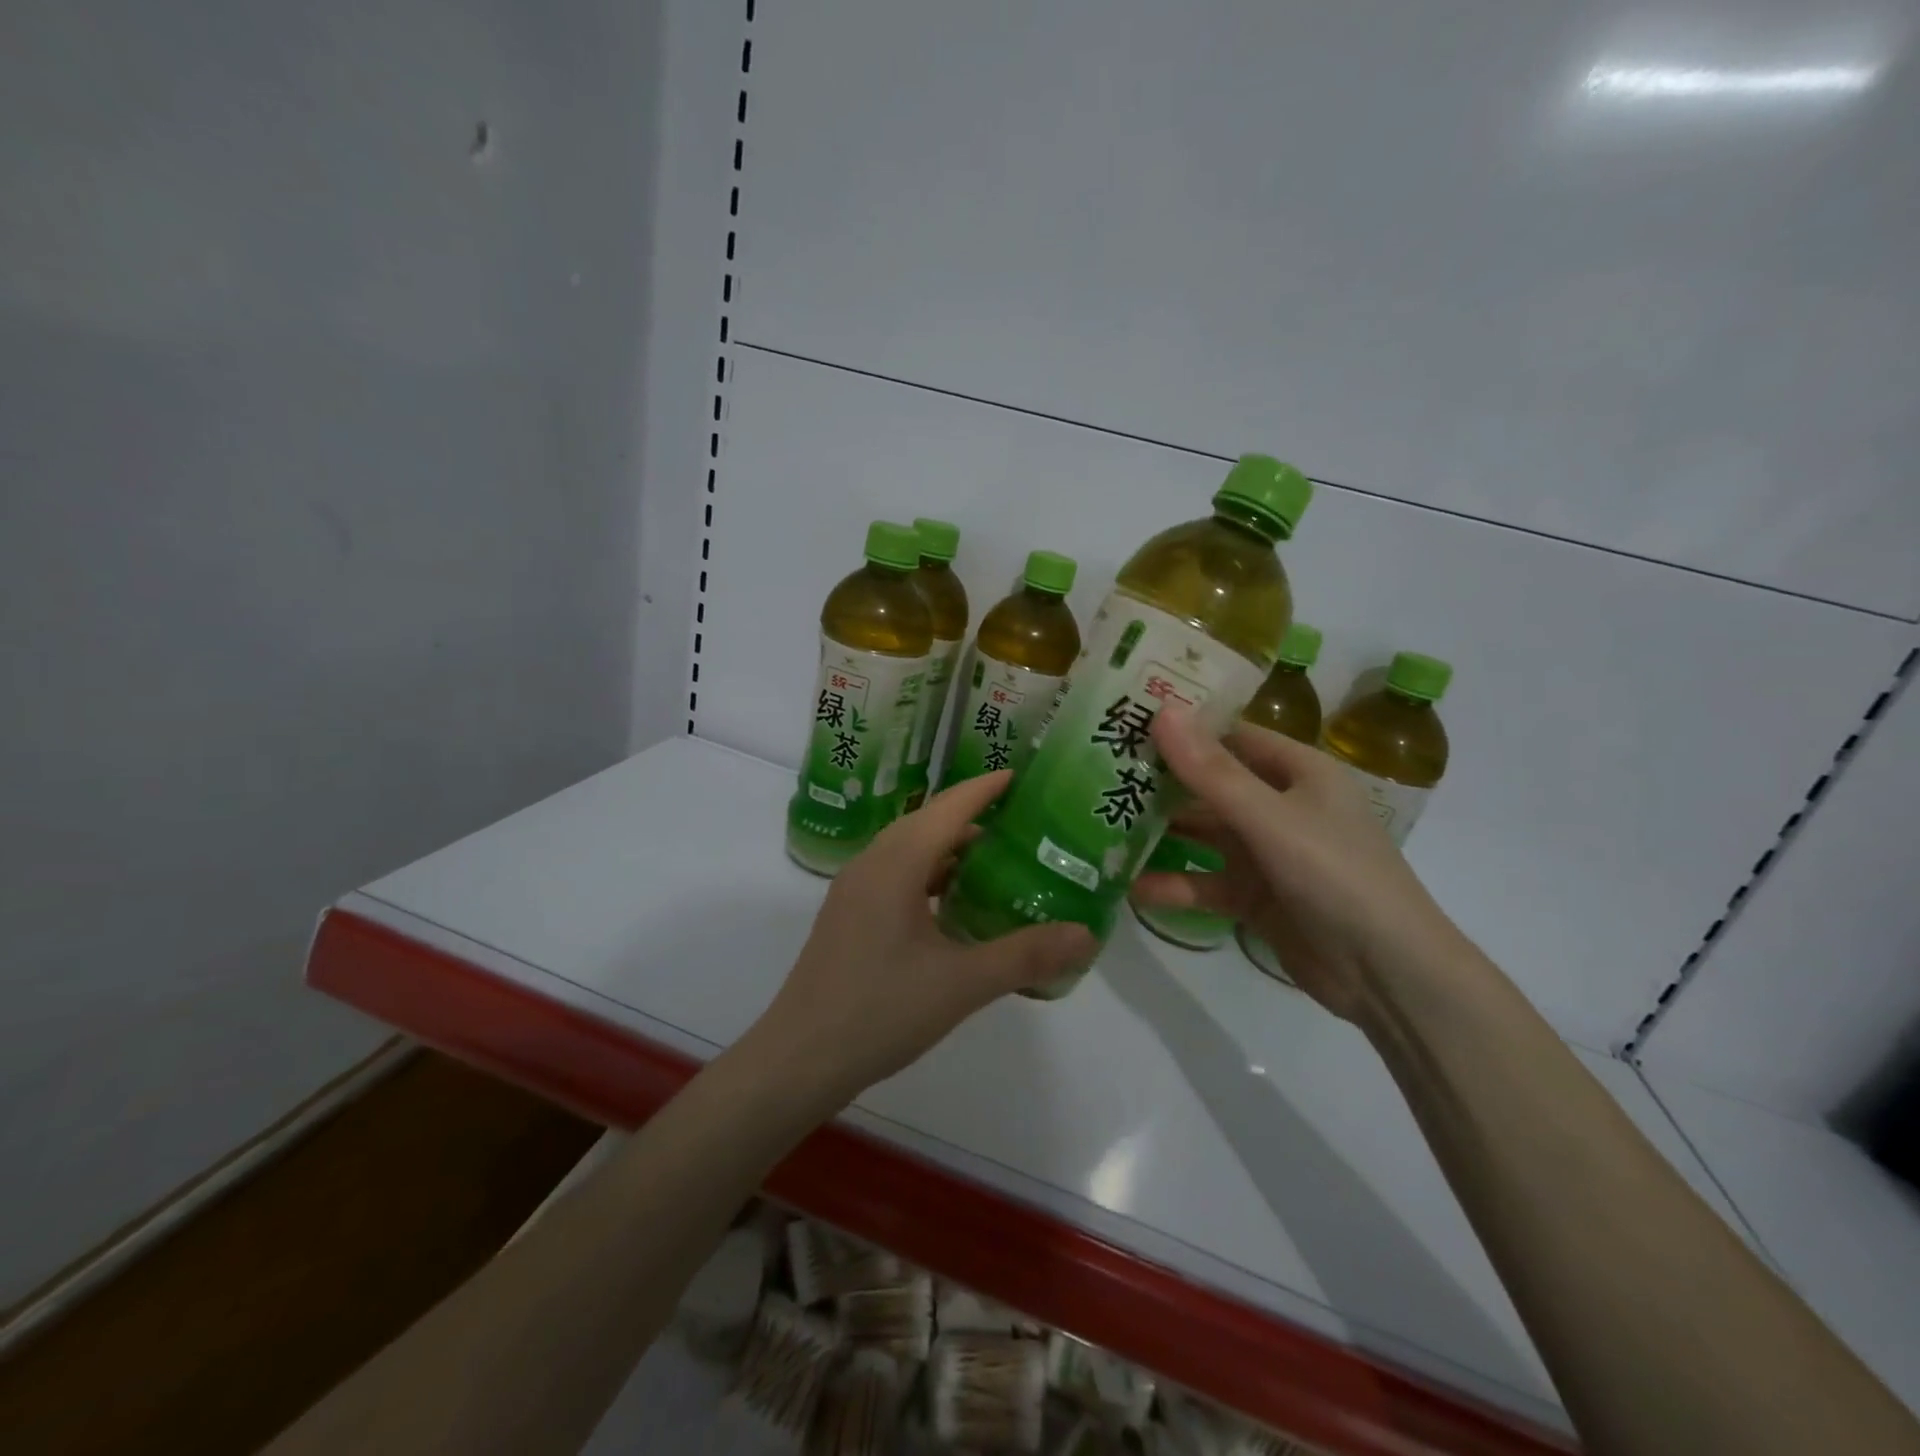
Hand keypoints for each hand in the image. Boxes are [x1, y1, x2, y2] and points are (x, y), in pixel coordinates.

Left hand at [747, 772, 1093, 1105]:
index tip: (1021, 776)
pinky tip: (954, 905)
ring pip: (908, 850)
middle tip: (1021, 821)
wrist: (800, 1059)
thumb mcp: (962, 984)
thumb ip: (1025, 955)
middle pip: (927, 822)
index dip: (984, 789)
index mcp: (895, 864)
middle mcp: (871, 864)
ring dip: (949, 848)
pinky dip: (929, 875)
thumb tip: (1086, 934)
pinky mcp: (848, 916)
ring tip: (996, 859)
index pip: (948, 808)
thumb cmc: (881, 1011)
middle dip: (972, 815)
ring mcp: (854, 891)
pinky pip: (895, 876)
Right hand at [1131, 706, 1473, 1022]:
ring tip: (1103, 826)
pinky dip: (1175, 884)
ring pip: (1204, 834)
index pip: (1232, 736)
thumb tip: (1162, 712)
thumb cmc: (1337, 876)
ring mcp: (1268, 854)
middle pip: (1211, 785)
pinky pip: (1207, 882)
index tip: (1128, 722)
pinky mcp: (1256, 897)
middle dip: (1162, 782)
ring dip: (1162, 833)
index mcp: (1299, 772)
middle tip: (1100, 773)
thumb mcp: (1271, 819)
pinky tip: (1132, 888)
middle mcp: (1282, 806)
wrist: (1388, 975)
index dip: (1184, 728)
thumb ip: (1212, 772)